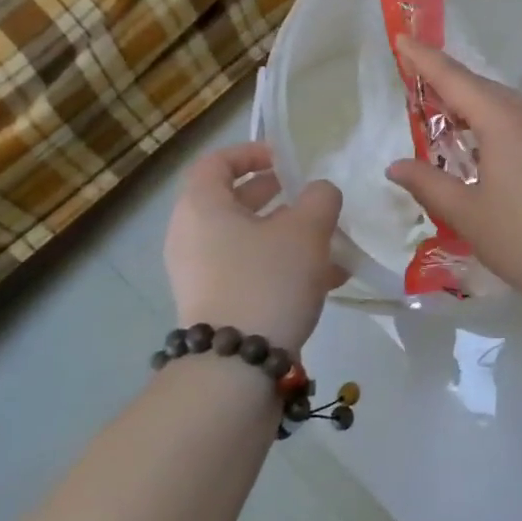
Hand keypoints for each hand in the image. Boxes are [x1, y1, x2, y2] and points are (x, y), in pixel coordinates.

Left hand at [164, 142, 343, 351]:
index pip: (216, 162)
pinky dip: (281, 265)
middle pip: (231, 201)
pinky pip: (248, 270)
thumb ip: (320, 198)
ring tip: (330, 242)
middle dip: (275, 195)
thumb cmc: (267, 280)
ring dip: (286, 234)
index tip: (286, 161)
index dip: (251, 152)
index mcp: (202, 207)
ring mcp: (200, 274)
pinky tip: (326, 279)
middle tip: (308, 197)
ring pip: (245, 239)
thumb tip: (319, 193)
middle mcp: (192, 237)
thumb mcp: (306, 229)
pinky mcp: (215, 305)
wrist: (236, 368)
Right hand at [386, 38, 521, 313]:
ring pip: (503, 104)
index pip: (455, 79)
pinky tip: (478, 142)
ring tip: (439, 112)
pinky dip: (491, 122)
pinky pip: (519, 121)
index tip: (401, 37)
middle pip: (481, 87)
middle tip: (412, 78)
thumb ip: (428, 183)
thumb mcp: (467, 213)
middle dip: (446, 80)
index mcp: (504, 121)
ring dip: (470, 104)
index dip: (424, 59)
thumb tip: (395, 166)